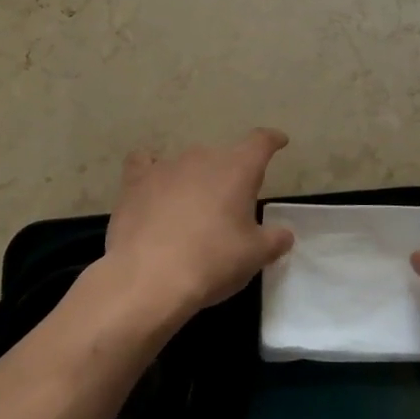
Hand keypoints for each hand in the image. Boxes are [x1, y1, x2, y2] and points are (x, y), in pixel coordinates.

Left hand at [96, 128, 294, 327]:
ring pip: (188, 164)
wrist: (148, 277)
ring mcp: (166, 166)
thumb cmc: (212, 262)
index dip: (271, 140)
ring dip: (194, 181)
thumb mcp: (254, 257)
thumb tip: (284, 234)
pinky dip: (150, 171)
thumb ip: (274, 240)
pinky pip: (144, 164)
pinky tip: (151, 187)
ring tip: (191, 211)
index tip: (278, 141)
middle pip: (223, 158)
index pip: (260, 142)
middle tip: (230, 210)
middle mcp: (203, 157)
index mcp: (237, 169)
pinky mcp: (135, 181)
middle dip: (229, 178)